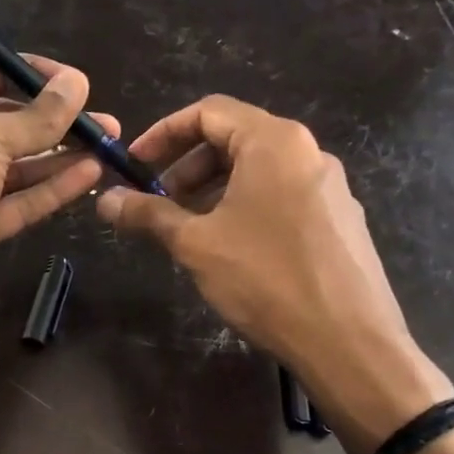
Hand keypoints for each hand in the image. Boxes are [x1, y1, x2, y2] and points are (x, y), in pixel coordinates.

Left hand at [0, 54, 112, 453]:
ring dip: (59, 155)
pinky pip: (18, 201)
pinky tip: (89, 174)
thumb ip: (36, 116)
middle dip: (52, 119)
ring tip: (107, 145)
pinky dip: (51, 188)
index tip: (75, 82)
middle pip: (3, 121)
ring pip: (15, 165)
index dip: (29, 74)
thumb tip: (77, 83)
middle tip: (102, 120)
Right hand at [95, 95, 453, 446]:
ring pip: (259, 171)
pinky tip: (232, 249)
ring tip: (189, 229)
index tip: (135, 165)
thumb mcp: (196, 244)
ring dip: (214, 190)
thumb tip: (105, 200)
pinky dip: (246, 207)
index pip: (208, 112)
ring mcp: (330, 186)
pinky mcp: (340, 220)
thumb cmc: (266, 280)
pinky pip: (282, 196)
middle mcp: (308, 152)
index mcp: (274, 141)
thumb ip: (148, 214)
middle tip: (158, 202)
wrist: (349, 341)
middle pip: (235, 138)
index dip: (163, 133)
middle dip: (188, 166)